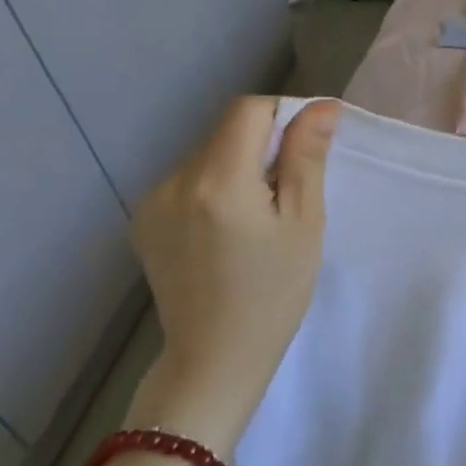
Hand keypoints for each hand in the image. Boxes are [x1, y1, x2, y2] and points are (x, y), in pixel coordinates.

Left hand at [125, 97, 340, 453]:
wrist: (214, 359)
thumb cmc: (274, 292)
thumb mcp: (304, 222)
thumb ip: (307, 157)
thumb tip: (321, 106)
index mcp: (218, 180)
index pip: (249, 110)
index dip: (285, 116)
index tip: (308, 148)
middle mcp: (175, 181)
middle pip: (227, 131)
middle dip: (263, 144)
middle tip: (290, 191)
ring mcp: (152, 201)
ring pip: (208, 154)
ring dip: (239, 165)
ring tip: (258, 215)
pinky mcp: (144, 220)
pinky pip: (188, 180)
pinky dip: (215, 187)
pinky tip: (227, 229)